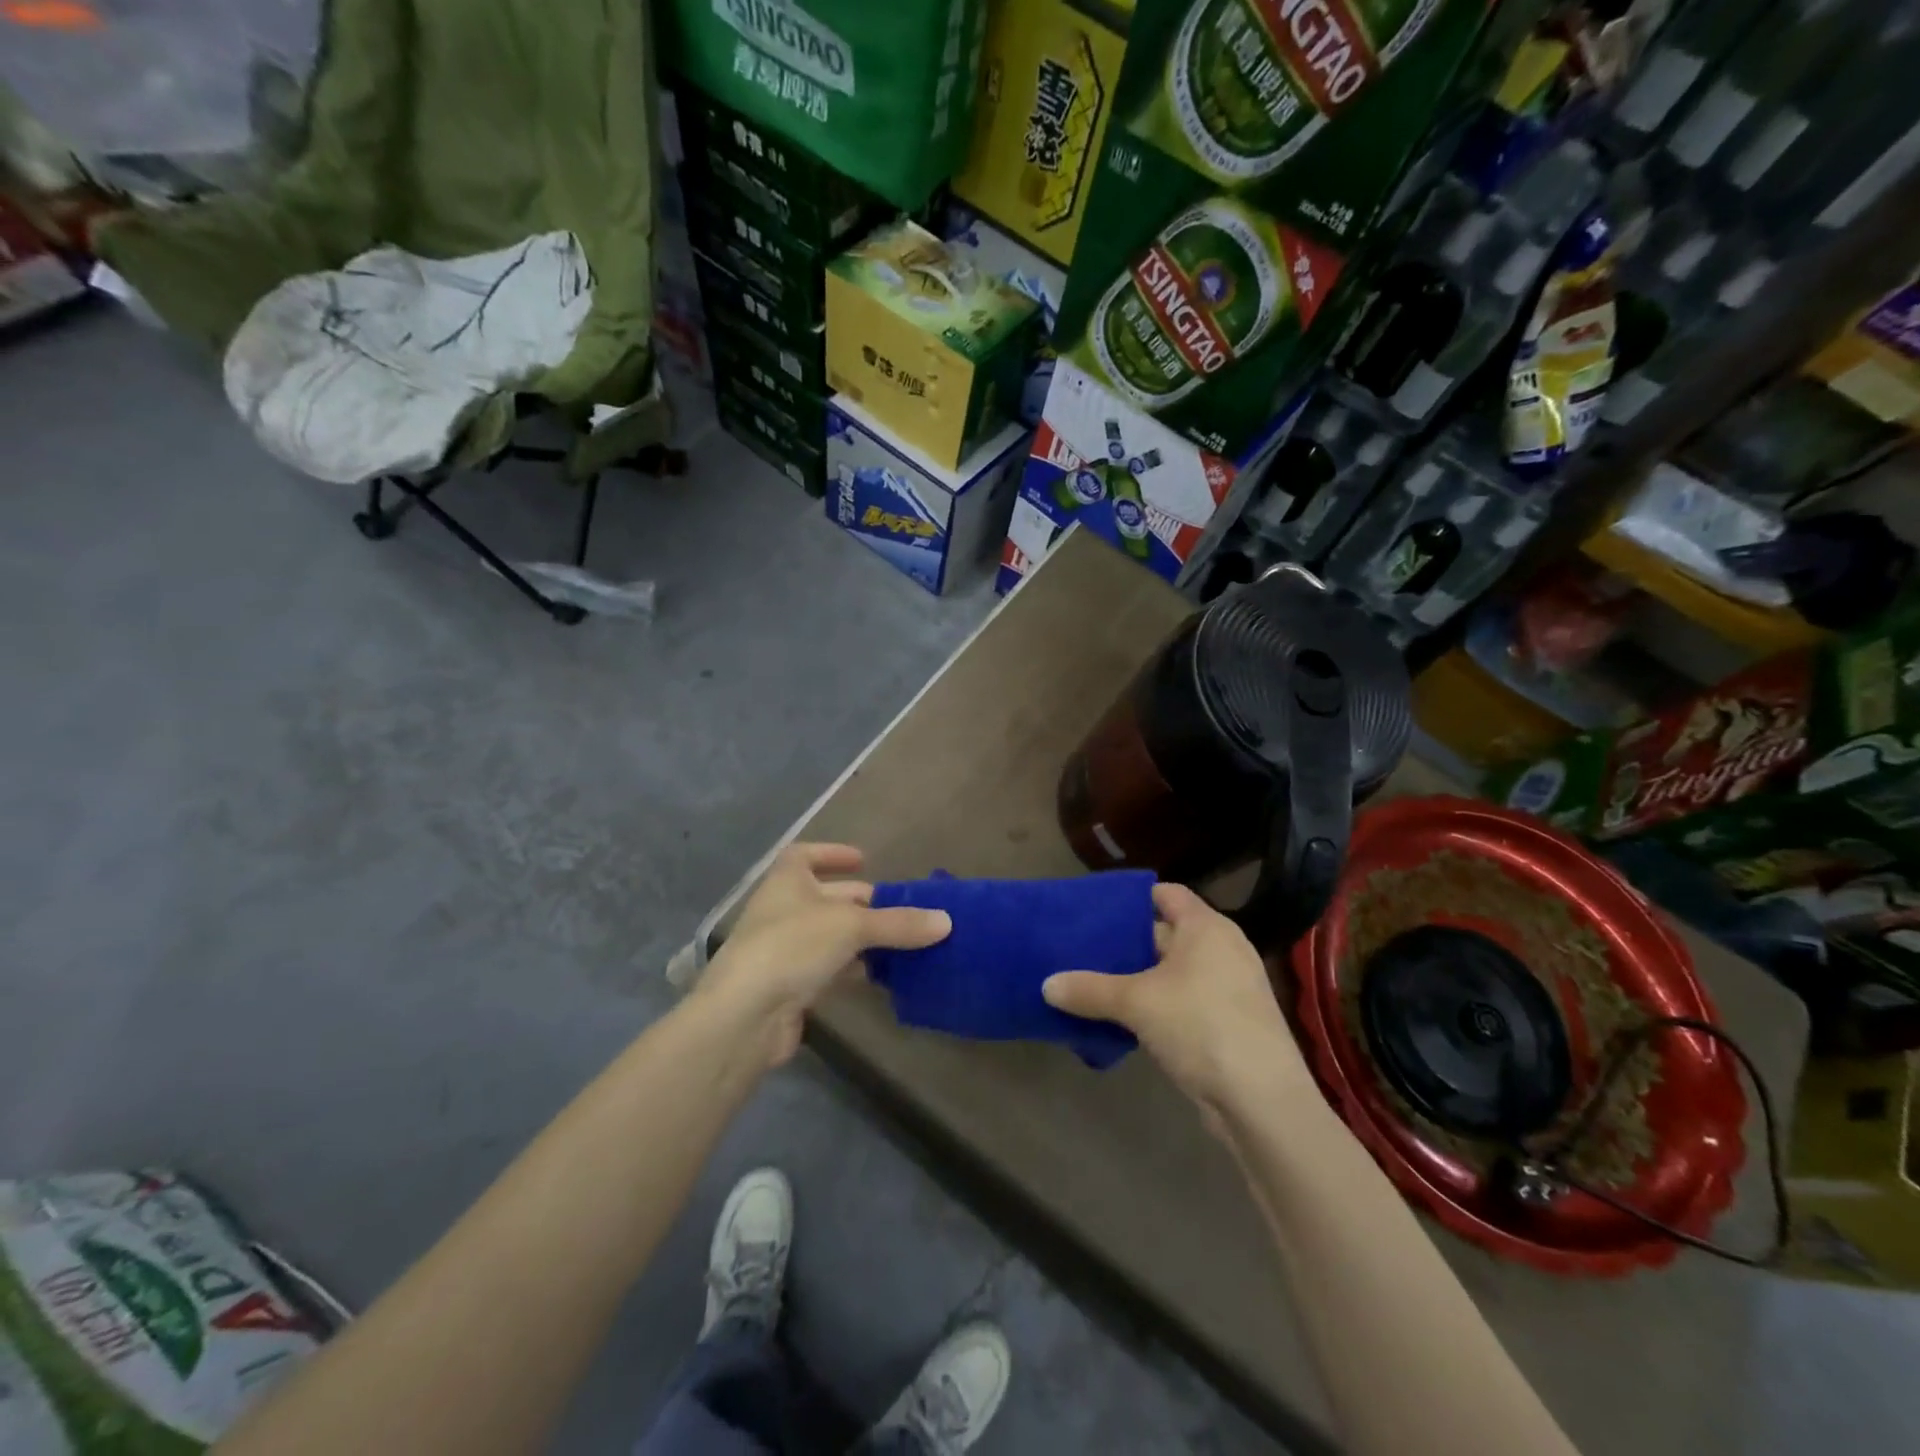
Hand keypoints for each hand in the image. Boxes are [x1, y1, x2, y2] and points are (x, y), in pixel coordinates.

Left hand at [698, 843, 949, 1066]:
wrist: (745, 1015)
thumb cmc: (792, 946)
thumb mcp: (851, 926)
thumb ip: (898, 924)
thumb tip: (946, 921)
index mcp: (787, 881)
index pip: (805, 855)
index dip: (832, 854)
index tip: (863, 860)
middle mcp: (783, 910)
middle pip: (828, 898)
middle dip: (864, 902)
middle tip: (904, 910)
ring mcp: (784, 950)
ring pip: (832, 936)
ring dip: (864, 939)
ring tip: (905, 943)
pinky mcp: (791, 986)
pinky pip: (830, 969)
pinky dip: (855, 968)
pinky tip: (883, 976)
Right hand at [1043, 883, 1310, 1120]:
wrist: (1262, 1100)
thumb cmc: (1201, 1026)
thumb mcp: (1136, 1003)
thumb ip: (1089, 989)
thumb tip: (1046, 985)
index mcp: (1206, 927)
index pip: (1165, 894)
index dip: (1131, 898)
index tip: (1094, 909)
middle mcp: (1221, 949)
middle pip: (1165, 933)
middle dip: (1125, 942)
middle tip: (1081, 948)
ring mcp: (1228, 988)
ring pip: (1171, 972)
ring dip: (1137, 979)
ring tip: (1091, 983)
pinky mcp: (1227, 1023)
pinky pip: (1182, 1001)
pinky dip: (1154, 1006)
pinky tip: (1121, 1020)